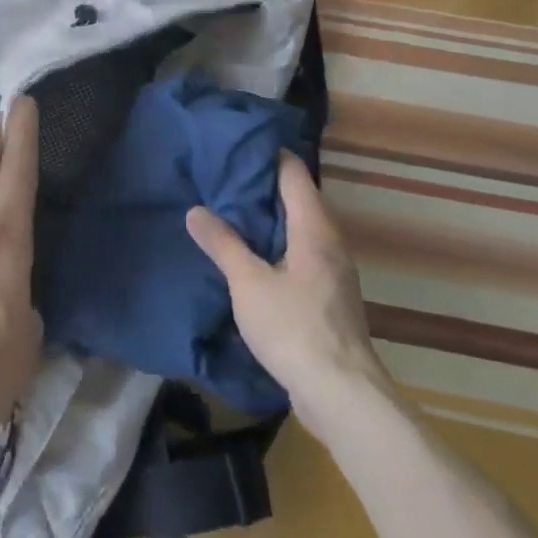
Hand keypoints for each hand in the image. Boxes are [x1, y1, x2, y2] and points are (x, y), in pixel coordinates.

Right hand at [185, 150, 383, 433]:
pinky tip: (251, 260)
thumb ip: (223, 244)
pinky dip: (277, 248)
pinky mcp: (329, 299)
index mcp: (315, 229)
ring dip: (270, 220)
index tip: (237, 144)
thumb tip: (196, 211)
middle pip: (299, 200)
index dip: (269, 155)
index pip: (294, 174)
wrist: (340, 393)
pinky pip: (300, 257)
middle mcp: (331, 243)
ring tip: (231, 214)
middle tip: (223, 177)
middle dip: (264, 187)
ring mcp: (333, 273)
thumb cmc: (293, 327)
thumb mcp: (248, 283)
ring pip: (300, 231)